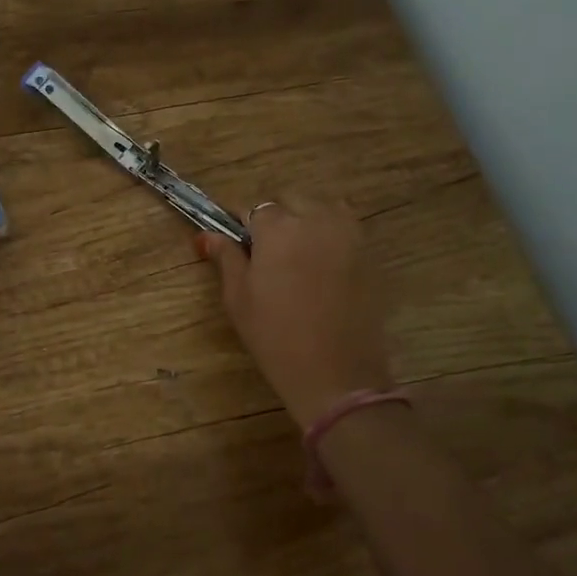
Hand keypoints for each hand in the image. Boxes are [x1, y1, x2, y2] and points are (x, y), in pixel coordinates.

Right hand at [198, 198, 391, 427]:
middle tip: (264, 253)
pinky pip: (345, 227)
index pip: (251, 208)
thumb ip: (226, 258)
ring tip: (295, 255)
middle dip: (274, 217)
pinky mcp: (369, 253)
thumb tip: (206, 235)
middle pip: (289, 201)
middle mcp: (315, 218)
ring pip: (321, 208)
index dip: (239, 224)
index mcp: (277, 227)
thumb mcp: (239, 298)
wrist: (337, 374)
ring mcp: (348, 234)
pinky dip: (331, 234)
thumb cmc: (276, 337)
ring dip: (305, 220)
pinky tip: (321, 265)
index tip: (234, 241)